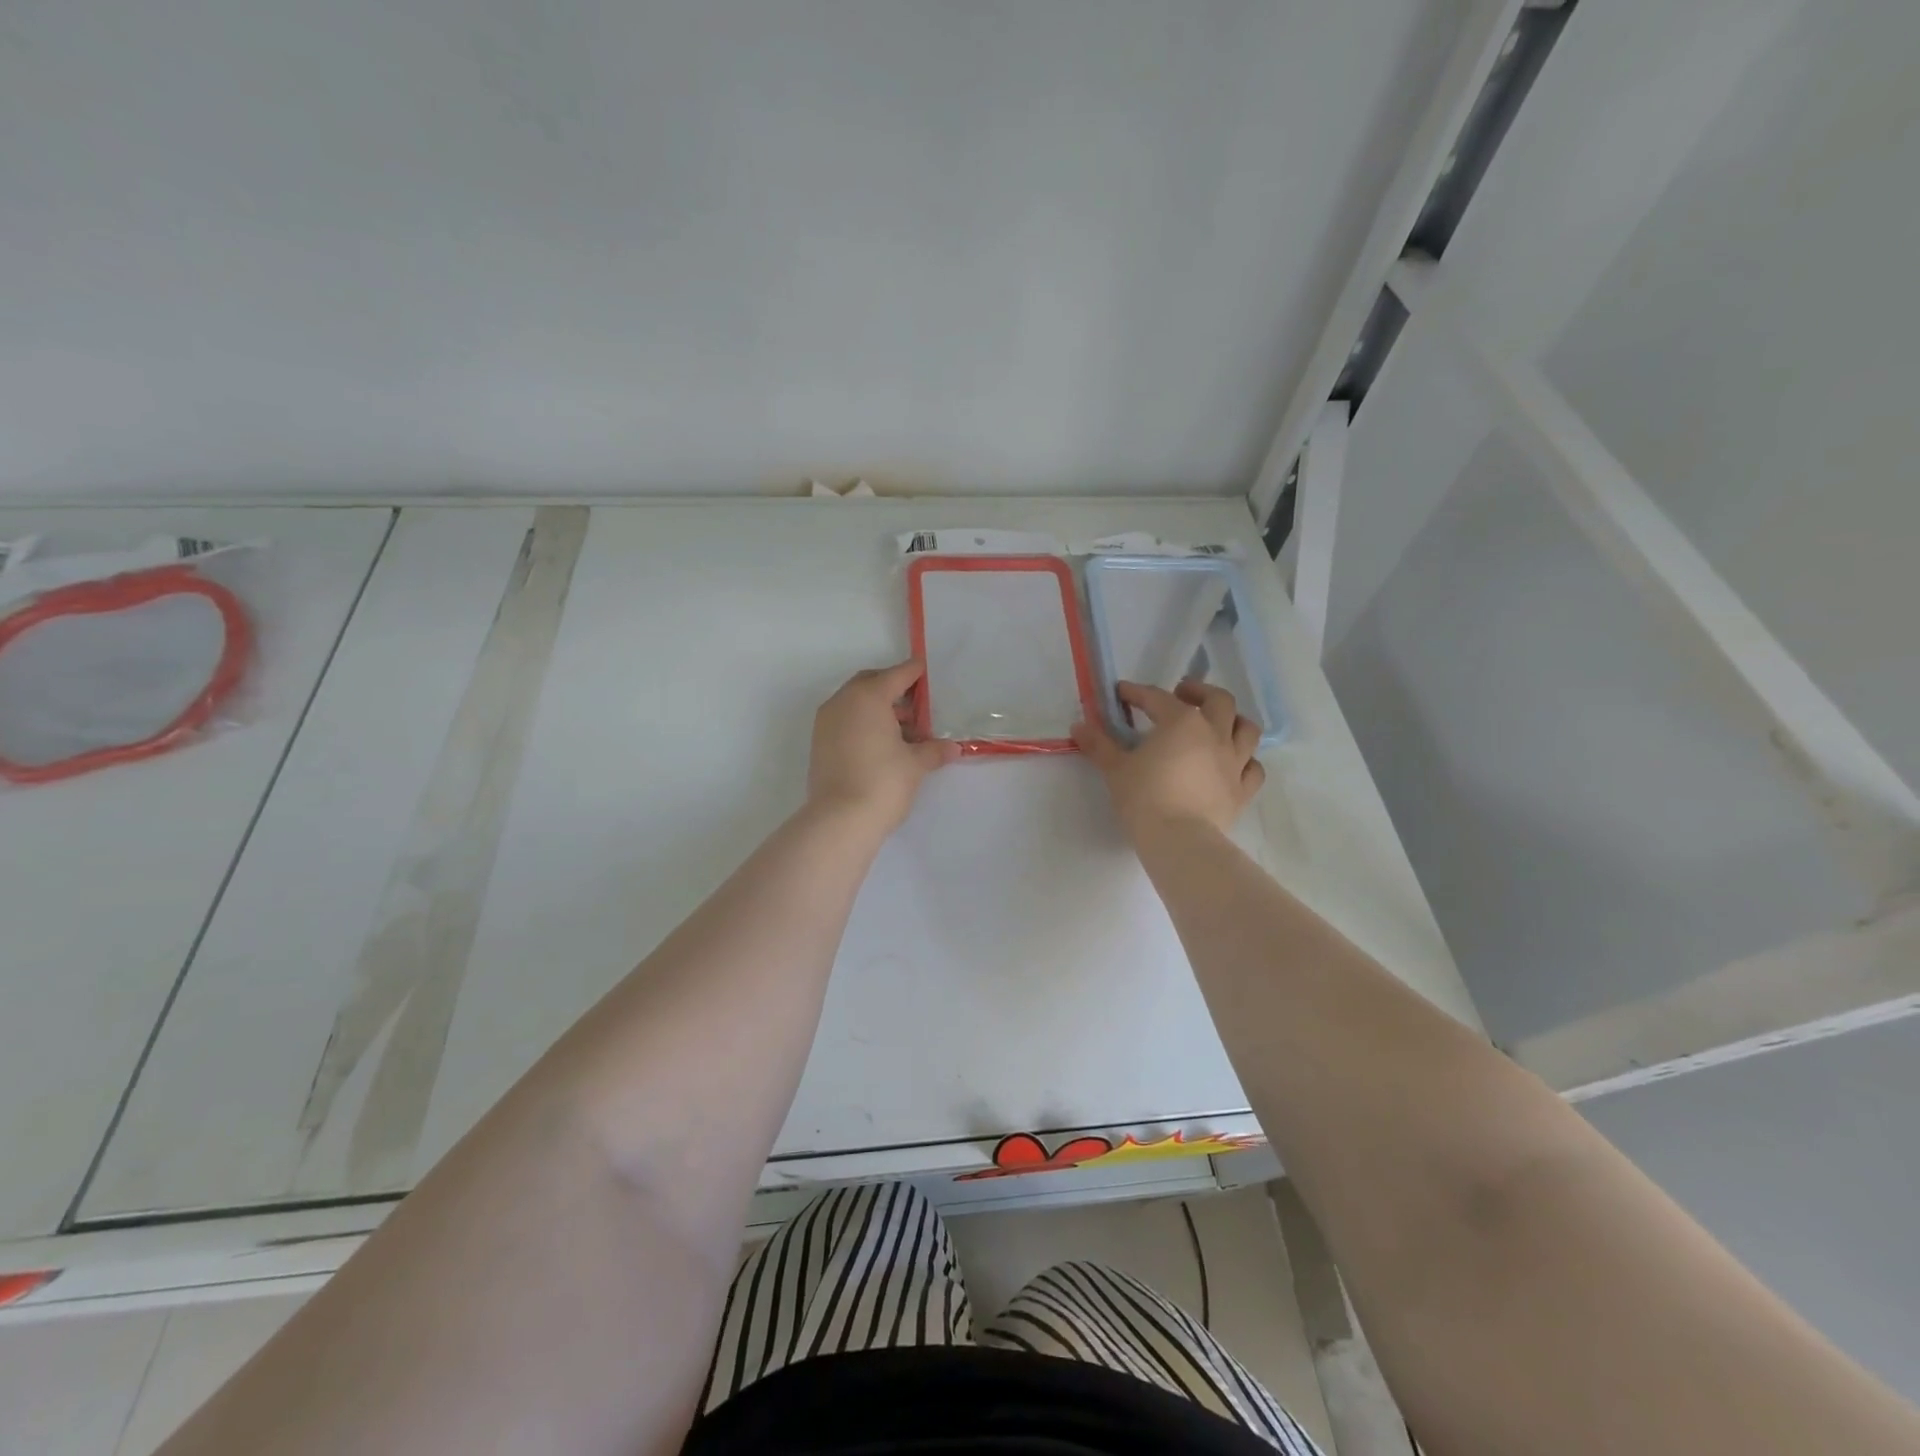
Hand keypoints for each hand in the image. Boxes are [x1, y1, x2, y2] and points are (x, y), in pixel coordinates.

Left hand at [807, 660, 960, 833]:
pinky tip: (883, 744)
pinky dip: (863, 723)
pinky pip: (845, 720)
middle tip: (917, 704)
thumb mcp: (916, 764)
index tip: (926, 671)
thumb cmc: (883, 782)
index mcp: (868, 697)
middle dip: (893, 688)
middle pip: (871, 683)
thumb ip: (934, 750)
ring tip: (905, 730)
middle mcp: (843, 702)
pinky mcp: (819, 743)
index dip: (914, 672)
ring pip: (855, 702)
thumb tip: (953, 748)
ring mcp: (826, 722)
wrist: (840, 820)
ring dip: (878, 708)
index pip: (896, 675)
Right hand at [1073, 680, 1266, 839]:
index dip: (1137, 692)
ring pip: (1246, 728)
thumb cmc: (1144, 797)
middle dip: (1199, 692)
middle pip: (1218, 700)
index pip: (1157, 698)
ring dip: (1233, 720)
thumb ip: (1098, 745)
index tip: (1122, 692)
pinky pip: (1253, 769)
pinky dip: (1245, 761)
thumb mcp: (1115, 769)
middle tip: (1182, 695)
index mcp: (1181, 722)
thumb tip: (1079, 727)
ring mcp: (1234, 762)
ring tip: (1217, 723)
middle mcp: (1214, 734)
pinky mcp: (1243, 790)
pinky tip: (1234, 763)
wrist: (1179, 840)